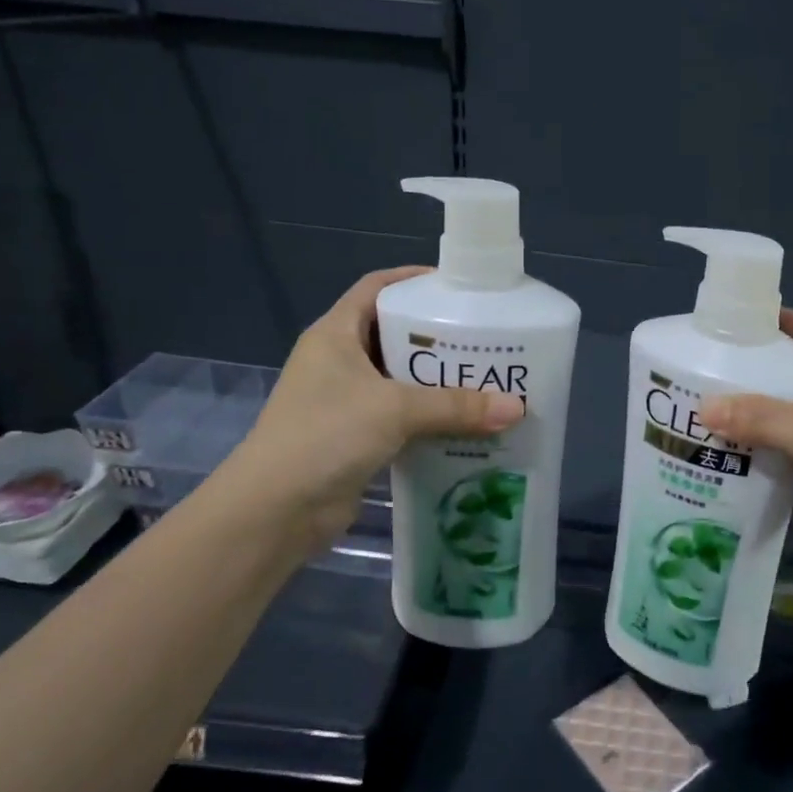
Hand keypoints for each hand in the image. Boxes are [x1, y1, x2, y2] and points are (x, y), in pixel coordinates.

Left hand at [217, 267, 522, 558]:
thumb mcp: (394, 410)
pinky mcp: (355, 438)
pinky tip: (466, 424)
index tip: (457, 287)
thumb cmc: (326, 436)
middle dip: (438, 337)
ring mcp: (345, 402)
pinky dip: (430, 418)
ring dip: (438, 382)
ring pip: (400, 380)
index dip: (412, 280)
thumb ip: (456, 406)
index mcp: (335, 335)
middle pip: (394, 335)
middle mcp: (338, 362)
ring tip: (486, 380)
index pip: (375, 288)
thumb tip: (517, 407)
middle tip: (486, 338)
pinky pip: (401, 418)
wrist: (274, 511)